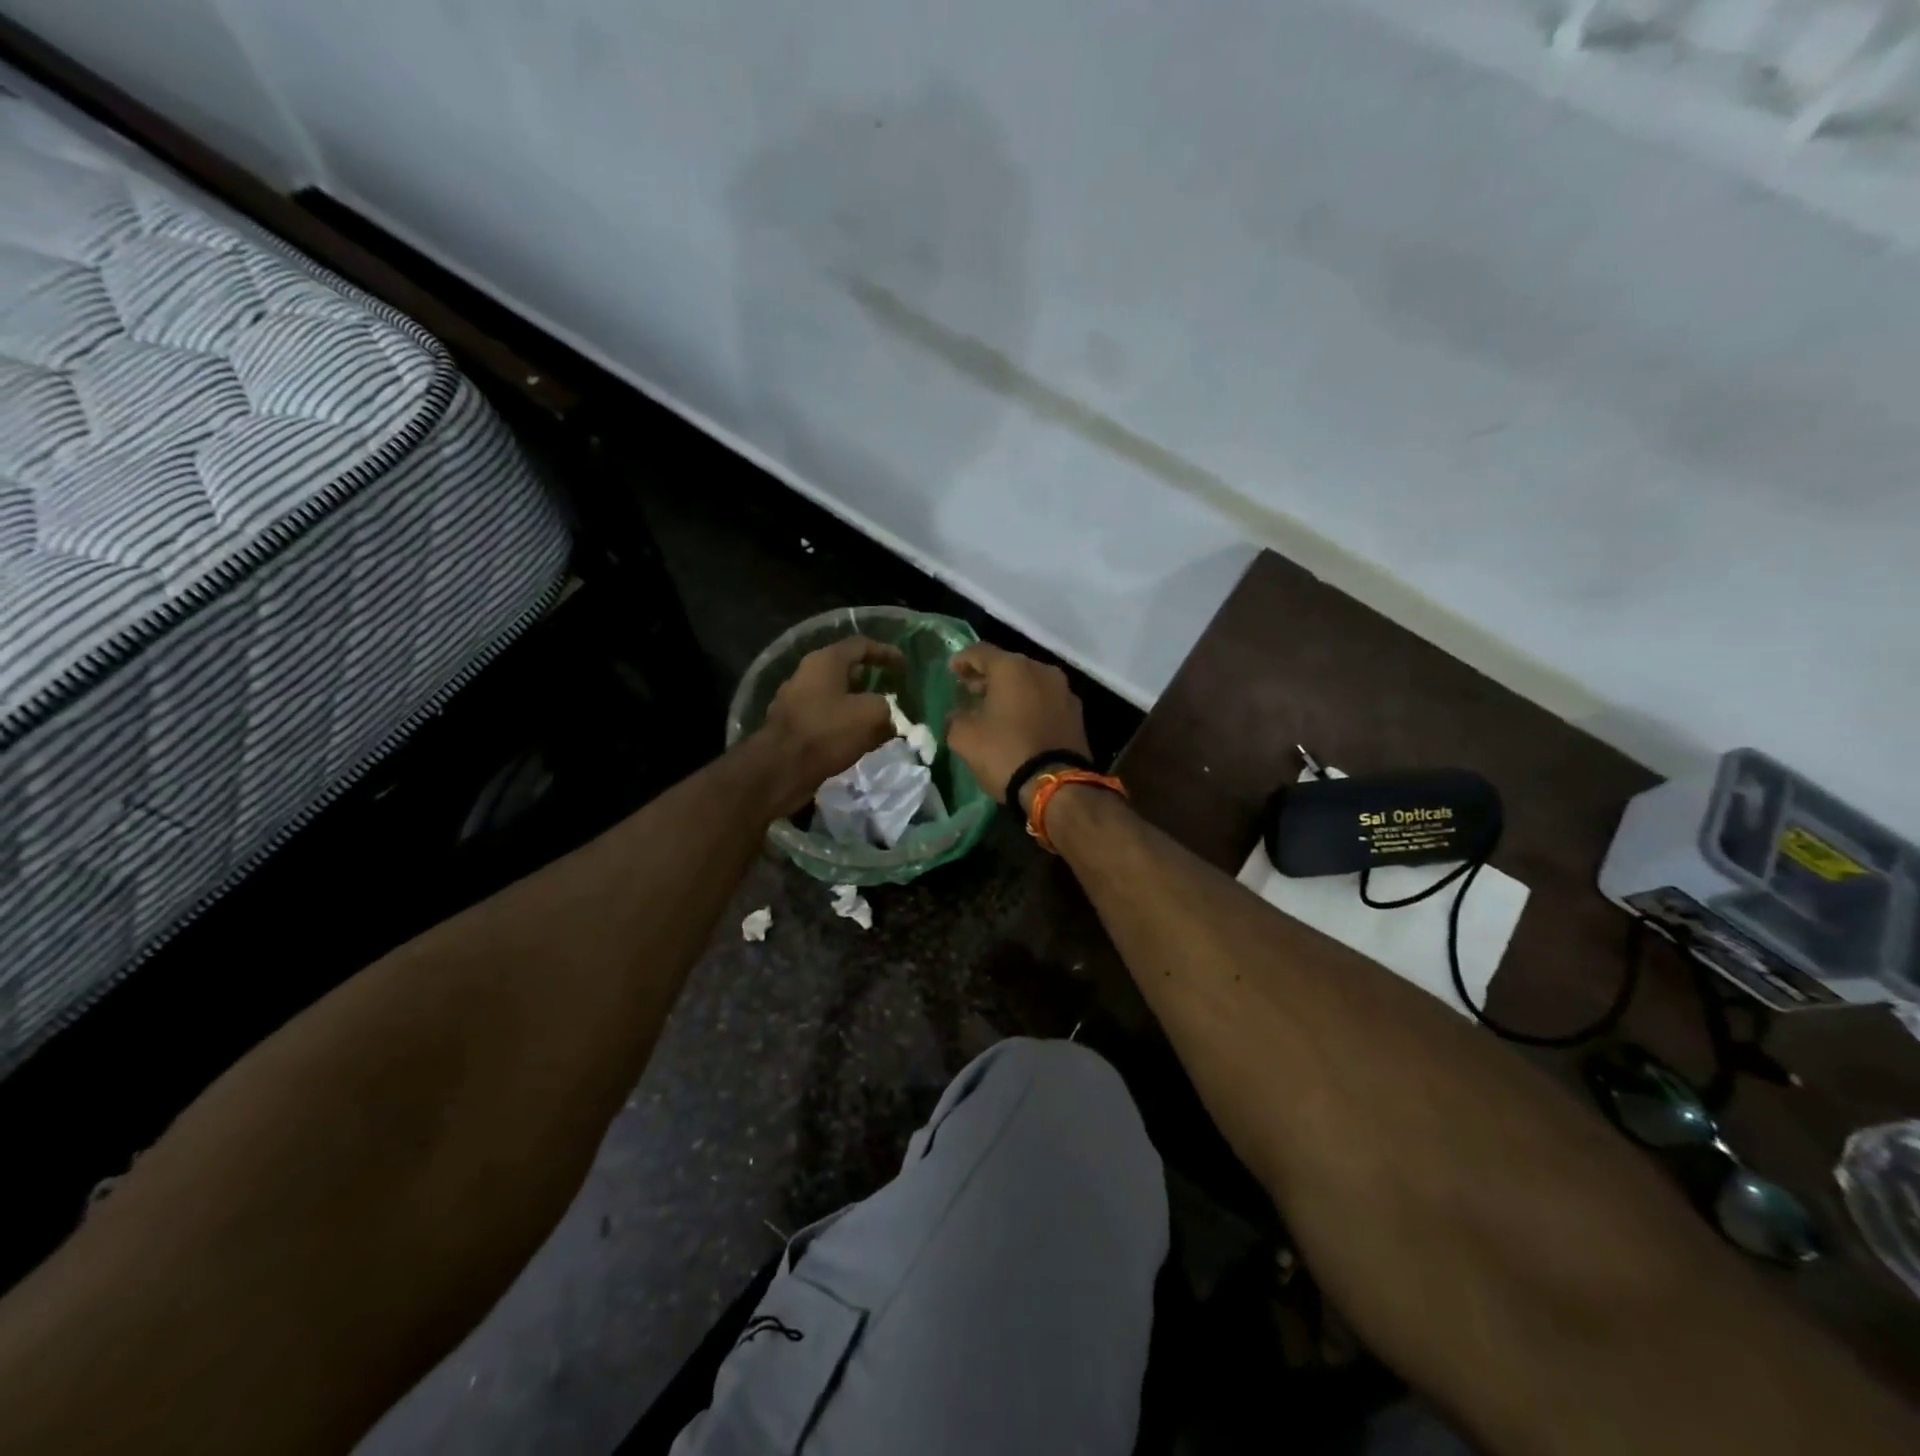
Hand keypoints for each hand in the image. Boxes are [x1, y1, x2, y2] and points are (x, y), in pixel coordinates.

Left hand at [756, 637, 903, 813]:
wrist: (780, 769)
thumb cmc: (827, 732)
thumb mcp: (872, 714)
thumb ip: (886, 706)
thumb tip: (885, 712)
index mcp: (825, 661)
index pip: (861, 645)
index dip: (886, 652)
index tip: (904, 666)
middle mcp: (806, 674)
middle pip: (845, 670)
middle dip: (870, 680)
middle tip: (892, 691)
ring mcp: (795, 700)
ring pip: (834, 695)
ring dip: (856, 704)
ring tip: (878, 718)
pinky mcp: (791, 725)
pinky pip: (824, 717)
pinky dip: (842, 723)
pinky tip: (856, 739)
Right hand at [945, 643, 1089, 808]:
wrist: (1056, 786)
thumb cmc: (1005, 752)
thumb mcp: (964, 737)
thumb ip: (955, 717)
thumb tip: (959, 714)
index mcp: (1013, 668)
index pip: (980, 652)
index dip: (962, 660)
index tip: (951, 670)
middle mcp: (1042, 670)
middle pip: (1008, 666)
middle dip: (987, 677)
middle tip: (970, 691)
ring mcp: (1064, 691)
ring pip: (1029, 683)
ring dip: (1010, 692)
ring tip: (993, 709)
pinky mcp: (1076, 714)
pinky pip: (1044, 701)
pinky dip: (1028, 706)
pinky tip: (1017, 723)